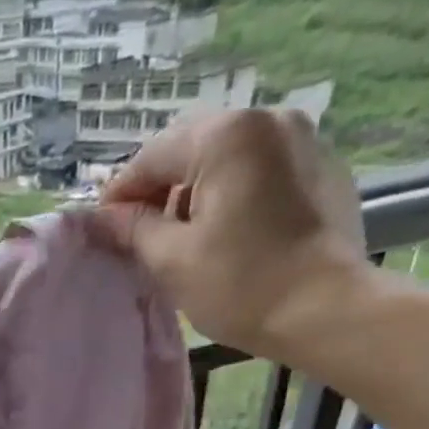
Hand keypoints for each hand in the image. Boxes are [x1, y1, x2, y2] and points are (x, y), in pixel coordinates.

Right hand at [90, 107, 369, 361]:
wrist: (325, 309)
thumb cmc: (240, 285)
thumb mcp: (172, 260)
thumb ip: (133, 230)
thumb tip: (103, 218)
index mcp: (226, 136)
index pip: (153, 155)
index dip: (121, 192)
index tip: (103, 227)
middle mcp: (268, 119)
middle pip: (193, 147)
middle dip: (161, 188)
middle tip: (140, 233)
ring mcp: (303, 139)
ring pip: (229, 157)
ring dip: (198, 190)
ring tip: (185, 237)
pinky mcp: (323, 168)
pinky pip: (262, 170)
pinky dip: (235, 193)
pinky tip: (228, 234)